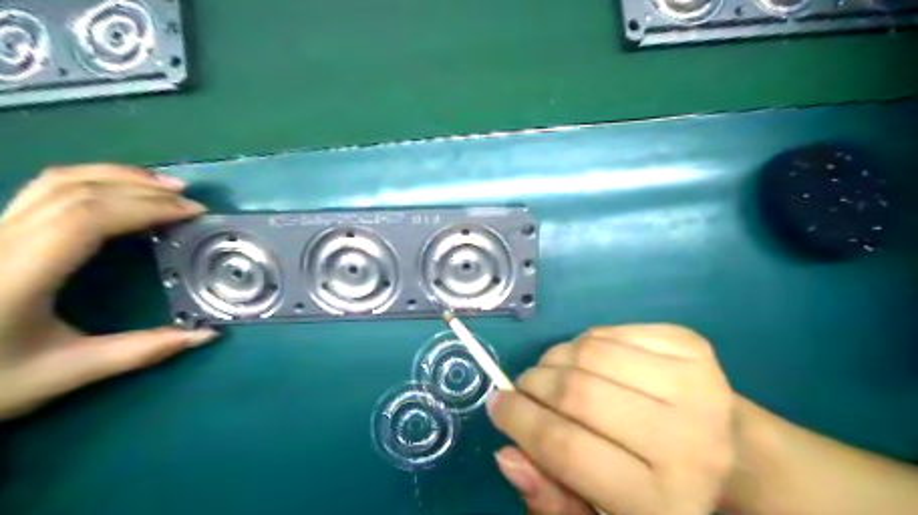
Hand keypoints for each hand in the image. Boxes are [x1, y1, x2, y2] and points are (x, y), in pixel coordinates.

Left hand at [0, 165, 217, 421]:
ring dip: (117, 176)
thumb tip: (206, 335)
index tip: (192, 214)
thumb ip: (140, 350)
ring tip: (162, 185)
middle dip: (141, 189)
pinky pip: (45, 189)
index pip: (86, 219)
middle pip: (76, 191)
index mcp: (17, 275)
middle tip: (189, 200)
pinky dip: (92, 181)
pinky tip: (119, 190)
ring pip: (56, 181)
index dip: (145, 208)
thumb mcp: (66, 372)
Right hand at [492, 325, 737, 514]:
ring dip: (555, 358)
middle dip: (533, 384)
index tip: (498, 405)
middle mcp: (687, 442)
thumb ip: (552, 498)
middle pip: (576, 392)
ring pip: (590, 351)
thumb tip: (507, 453)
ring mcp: (696, 385)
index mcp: (663, 502)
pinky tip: (590, 361)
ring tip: (553, 373)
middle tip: (524, 388)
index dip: (519, 421)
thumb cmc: (658, 489)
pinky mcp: (692, 347)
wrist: (732, 454)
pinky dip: (585, 341)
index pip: (566, 448)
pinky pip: (610, 331)